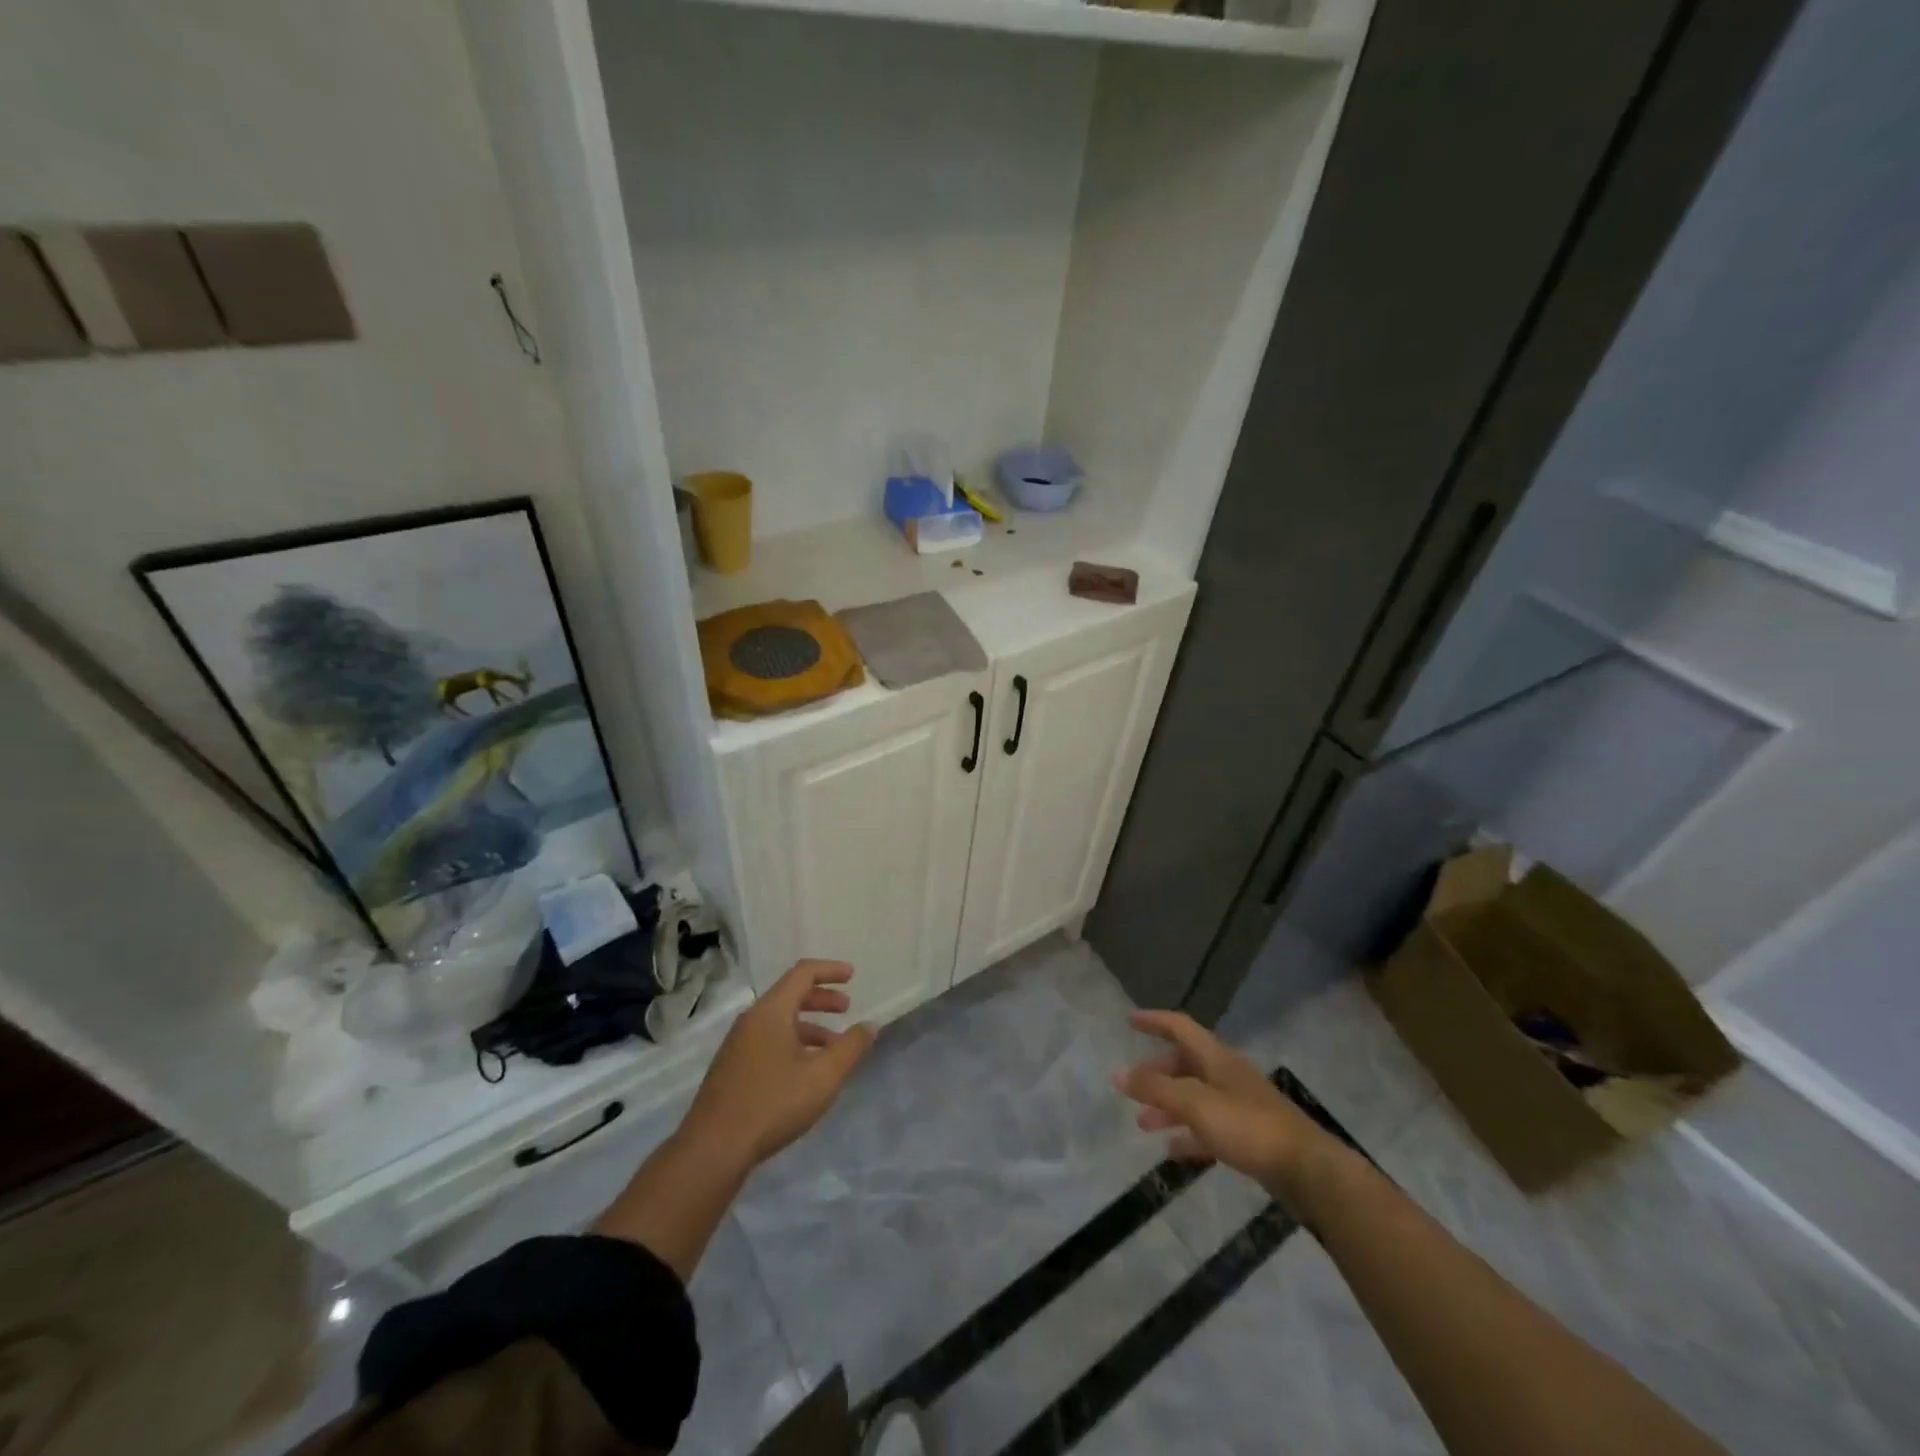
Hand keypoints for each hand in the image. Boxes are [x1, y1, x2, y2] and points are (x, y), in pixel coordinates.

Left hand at [682, 959, 874, 1167]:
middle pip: (790, 995)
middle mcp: (751, 1020)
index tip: (852, 975)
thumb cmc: (773, 1103)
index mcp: (771, 1011)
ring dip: (809, 1026)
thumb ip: (850, 1047)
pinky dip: (793, 1042)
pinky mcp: (732, 1068)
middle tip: (846, 1008)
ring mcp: (738, 1044)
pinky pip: (768, 1040)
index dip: (830, 970)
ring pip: (779, 1021)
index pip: (803, 973)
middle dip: (821, 998)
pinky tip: (805, 1071)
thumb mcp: (823, 1076)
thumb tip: (869, 1025)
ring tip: (833, 1047)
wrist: (713, 1148)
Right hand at [1116, 1010, 1336, 1204]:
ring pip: (1195, 1097)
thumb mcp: (1195, 1104)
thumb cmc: (1248, 1127)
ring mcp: (1239, 1105)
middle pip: (1186, 1063)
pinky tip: (1173, 1150)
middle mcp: (1227, 1075)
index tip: (1130, 1020)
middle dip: (1157, 1073)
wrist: (1307, 1170)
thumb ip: (1156, 1090)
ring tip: (1144, 1124)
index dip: (1154, 1021)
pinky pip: (1209, 1127)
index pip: (1180, 1027)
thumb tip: (1119, 1075)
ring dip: (1168, 1106)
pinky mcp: (1249, 1135)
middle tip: (1133, 1088)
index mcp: (1216, 1058)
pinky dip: (1188, 1134)